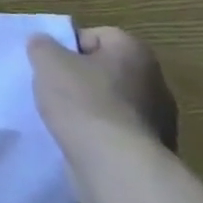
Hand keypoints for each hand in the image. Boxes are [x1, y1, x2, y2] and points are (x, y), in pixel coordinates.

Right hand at [28, 26, 177, 152]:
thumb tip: (43, 43)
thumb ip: (42, 45)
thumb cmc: (83, 102)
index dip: (68, 47)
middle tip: (54, 90)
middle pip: (106, 70)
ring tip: (65, 120)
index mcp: (134, 51)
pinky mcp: (155, 151)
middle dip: (80, 78)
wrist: (116, 166)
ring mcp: (160, 119)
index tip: (50, 65)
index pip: (95, 36)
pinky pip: (119, 132)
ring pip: (113, 103)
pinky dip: (101, 135)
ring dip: (91, 109)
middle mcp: (155, 80)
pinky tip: (81, 142)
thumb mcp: (47, 62)